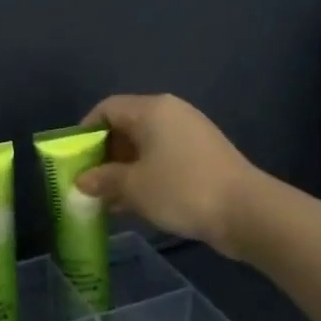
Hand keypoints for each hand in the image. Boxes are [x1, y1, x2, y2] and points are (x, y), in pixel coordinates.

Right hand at [77, 94, 264, 257]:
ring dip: (123, 169)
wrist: (247, 212)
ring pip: (144, 146)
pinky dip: (145, 175)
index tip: (73, 158)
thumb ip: (102, 179)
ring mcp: (190, 134)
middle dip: (103, 154)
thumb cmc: (181, 189)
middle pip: (125, 126)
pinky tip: (134, 203)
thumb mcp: (132, 186)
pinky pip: (162, 159)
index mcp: (151, 110)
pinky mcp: (203, 156)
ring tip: (107, 198)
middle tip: (88, 181)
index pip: (107, 109)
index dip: (85, 131)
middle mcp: (171, 114)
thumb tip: (82, 180)